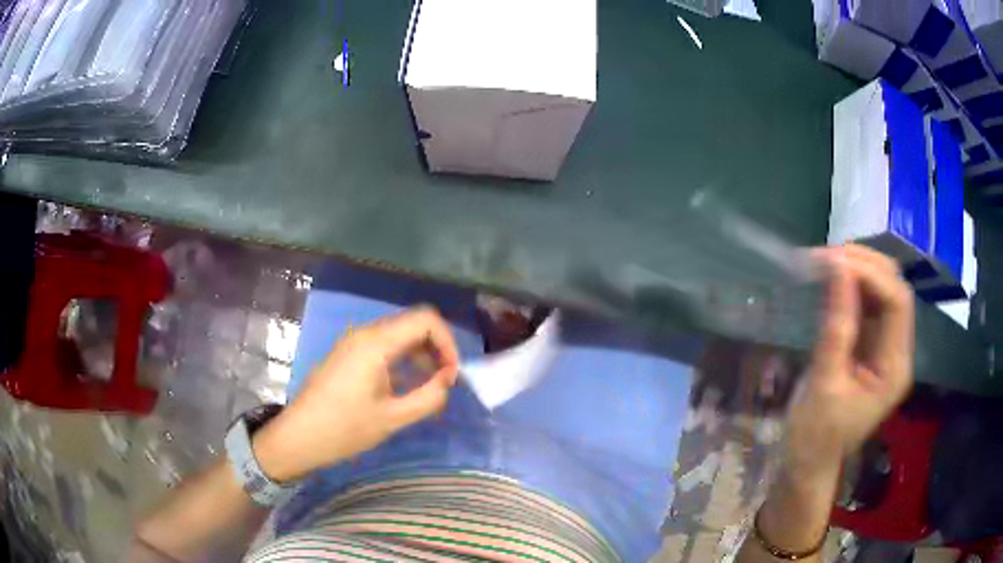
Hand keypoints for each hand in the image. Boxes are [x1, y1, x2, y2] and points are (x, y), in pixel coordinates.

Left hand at [252, 306, 459, 482]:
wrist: (300, 436)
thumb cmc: (345, 429)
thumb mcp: (392, 418)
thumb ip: (428, 398)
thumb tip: (448, 382)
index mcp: (376, 343)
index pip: (425, 320)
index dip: (447, 342)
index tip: (452, 374)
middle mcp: (365, 333)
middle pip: (413, 324)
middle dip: (437, 348)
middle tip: (446, 381)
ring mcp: (354, 342)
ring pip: (399, 334)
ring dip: (421, 354)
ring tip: (432, 385)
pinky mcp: (349, 354)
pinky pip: (385, 345)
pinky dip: (404, 358)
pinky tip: (409, 383)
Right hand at [785, 244, 914, 481]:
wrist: (807, 464)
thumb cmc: (814, 435)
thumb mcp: (823, 383)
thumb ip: (836, 325)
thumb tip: (837, 268)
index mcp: (894, 368)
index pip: (897, 302)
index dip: (869, 274)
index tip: (832, 261)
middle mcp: (897, 352)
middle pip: (894, 290)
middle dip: (864, 266)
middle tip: (825, 257)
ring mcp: (886, 347)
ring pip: (883, 291)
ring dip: (857, 271)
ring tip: (825, 263)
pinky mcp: (871, 346)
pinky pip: (868, 304)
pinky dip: (851, 286)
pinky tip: (831, 281)